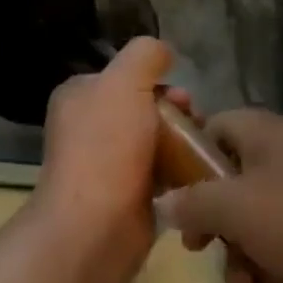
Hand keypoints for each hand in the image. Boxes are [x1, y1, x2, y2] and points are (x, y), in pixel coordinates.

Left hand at [30, 37, 189, 266]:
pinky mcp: (126, 197)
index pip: (125, 75)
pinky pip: (160, 174)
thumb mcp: (126, 81)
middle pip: (145, 107)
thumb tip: (163, 54)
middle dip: (177, 112)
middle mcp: (88, 127)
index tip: (183, 97)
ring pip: (156, 141)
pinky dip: (179, 174)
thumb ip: (146, 54)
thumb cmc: (107, 147)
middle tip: (196, 124)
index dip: (158, 80)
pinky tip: (197, 177)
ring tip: (202, 152)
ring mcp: (106, 164)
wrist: (95, 228)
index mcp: (79, 96)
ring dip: (182, 143)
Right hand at [155, 109, 282, 282]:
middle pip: (234, 187)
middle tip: (209, 258)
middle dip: (220, 233)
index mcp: (264, 134)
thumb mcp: (238, 208)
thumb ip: (194, 203)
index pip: (213, 128)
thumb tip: (164, 201)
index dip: (189, 161)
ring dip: (250, 268)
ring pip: (261, 229)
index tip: (177, 201)